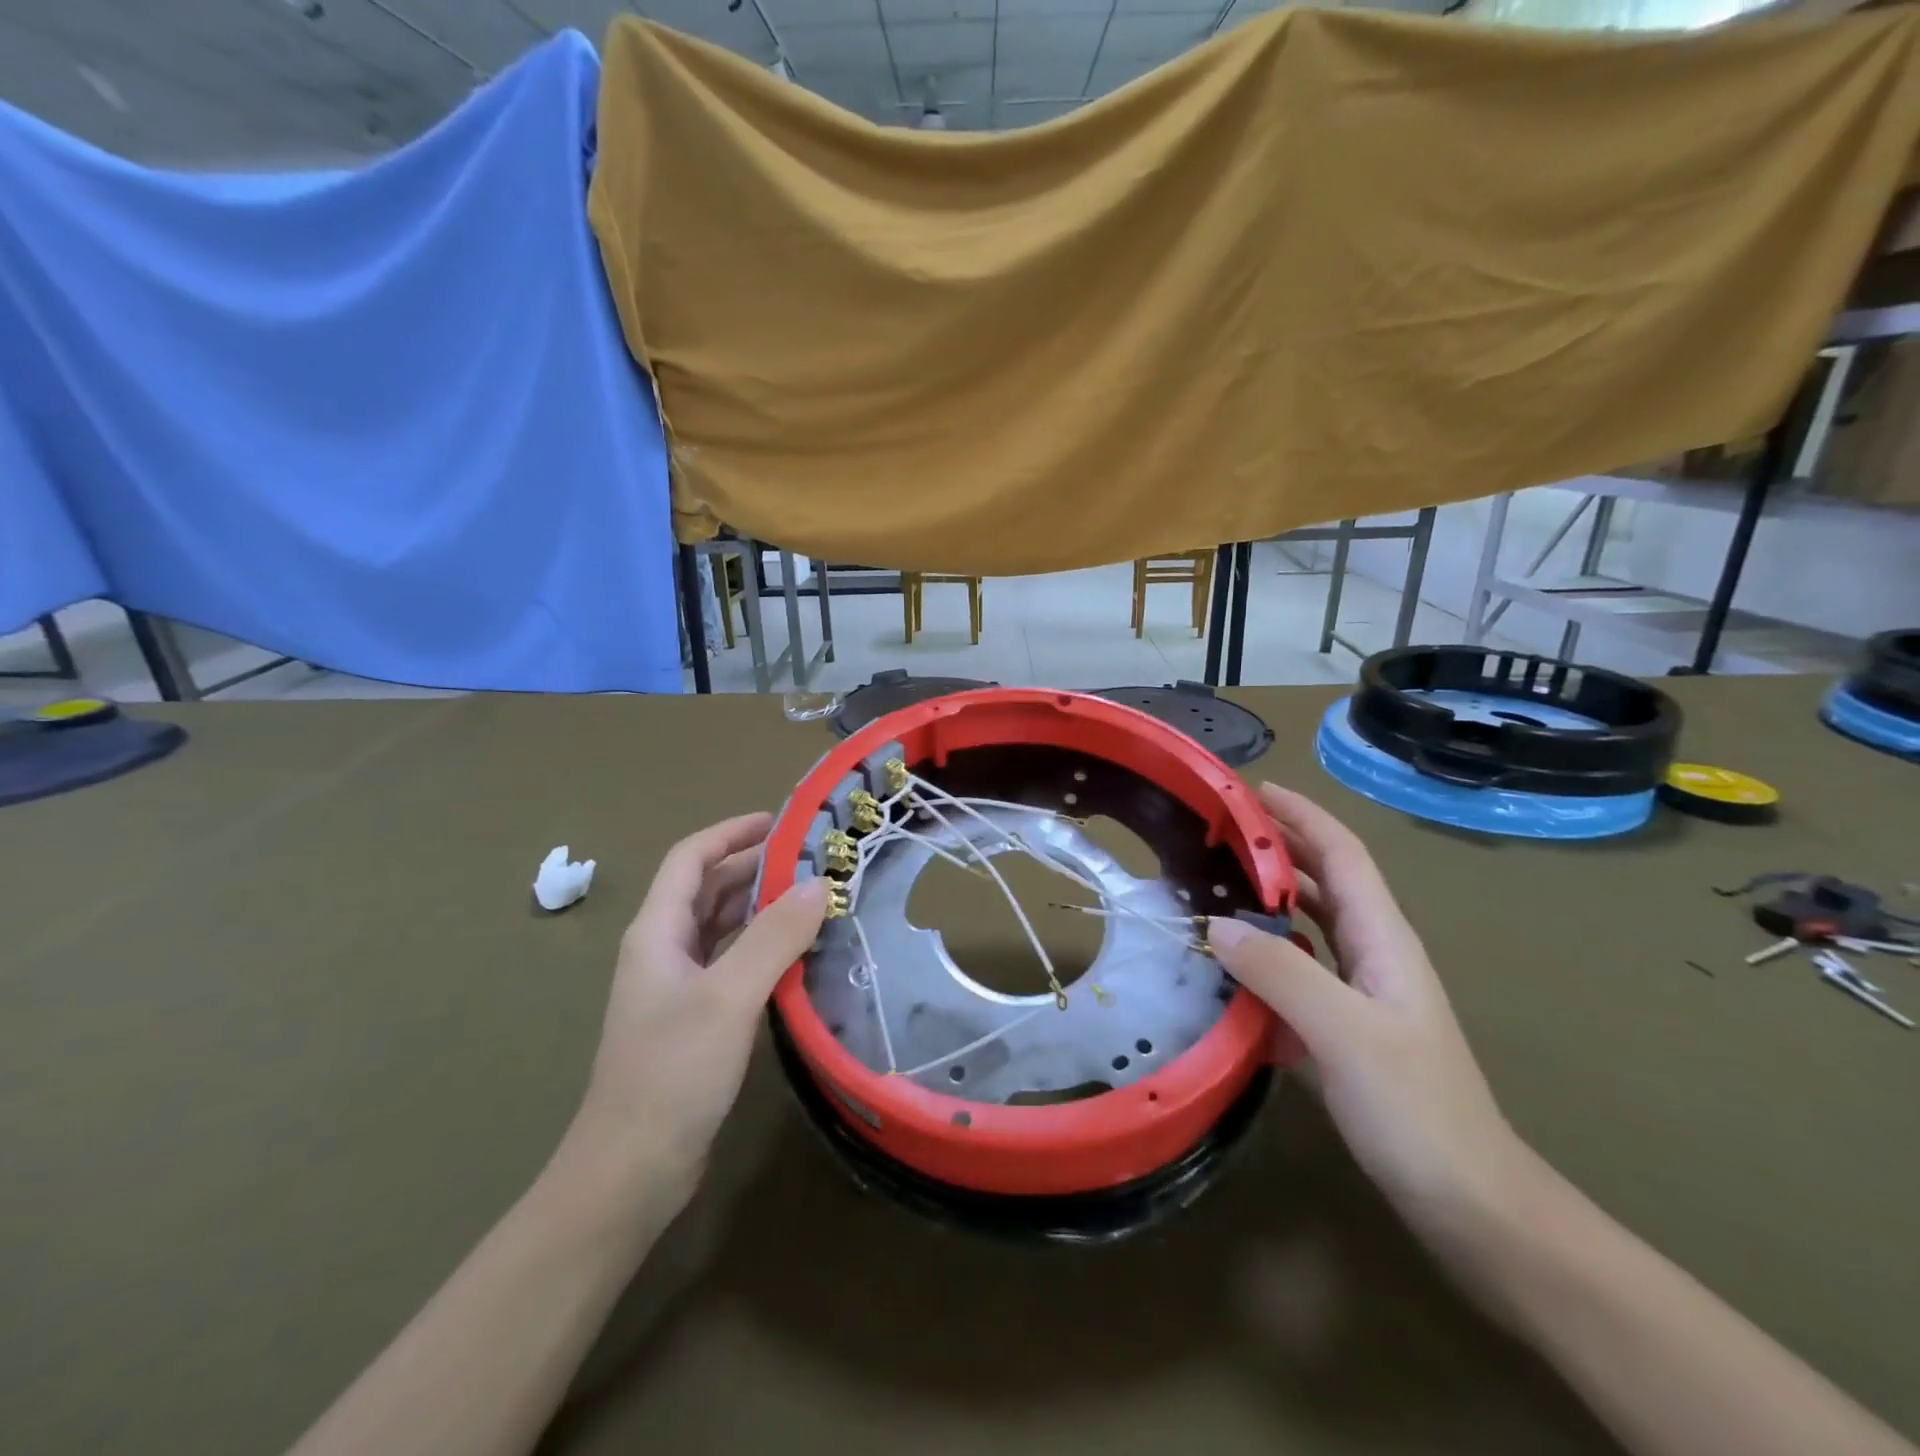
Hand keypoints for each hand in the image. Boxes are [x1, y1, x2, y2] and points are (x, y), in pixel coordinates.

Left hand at [565, 813, 827, 1217]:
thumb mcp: (728, 996)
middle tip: (815, 859)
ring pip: (722, 927)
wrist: (631, 1170)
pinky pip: (732, 962)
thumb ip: (774, 936)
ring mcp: (678, 986)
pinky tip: (800, 952)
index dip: (732, 832)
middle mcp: (664, 950)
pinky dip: (763, 947)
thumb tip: (819, 884)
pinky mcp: (696, 1018)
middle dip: (756, 867)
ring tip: (816, 897)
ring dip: (762, 907)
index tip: (782, 821)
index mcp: (657, 932)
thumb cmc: (672, 1072)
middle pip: (708, 889)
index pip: (691, 858)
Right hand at [1208, 784, 1528, 1246]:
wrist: (1472, 1206)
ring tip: (1209, 891)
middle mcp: (1372, 955)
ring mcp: (1359, 996)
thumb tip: (1215, 924)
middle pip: (1322, 883)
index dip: (1301, 816)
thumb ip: (1280, 973)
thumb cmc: (1418, 1111)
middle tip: (1214, 834)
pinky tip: (1225, 974)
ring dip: (1264, 902)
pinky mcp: (1342, 1031)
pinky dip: (1261, 960)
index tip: (1251, 790)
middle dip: (1276, 849)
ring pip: (1306, 929)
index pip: (1342, 855)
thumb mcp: (1345, 1034)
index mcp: (1384, 940)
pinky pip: (1294, 977)